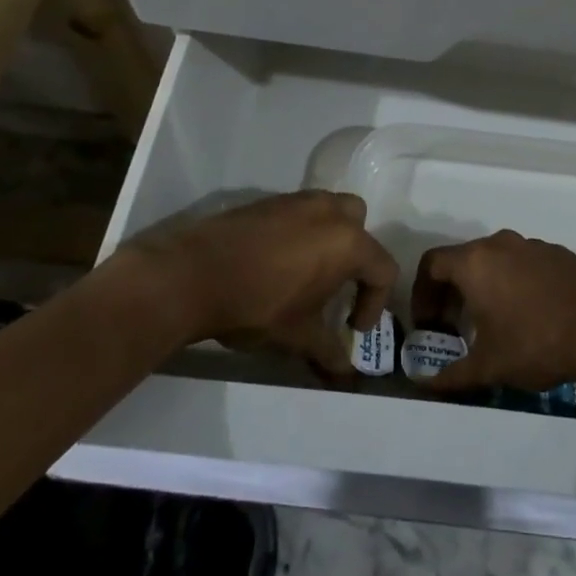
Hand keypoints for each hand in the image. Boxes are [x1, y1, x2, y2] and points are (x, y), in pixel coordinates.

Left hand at [125, 191, 396, 376]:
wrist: (193, 275)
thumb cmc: (257, 306)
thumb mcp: (298, 336)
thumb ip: (328, 351)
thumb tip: (345, 374)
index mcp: (348, 243)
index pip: (383, 269)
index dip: (375, 304)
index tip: (352, 328)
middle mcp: (330, 212)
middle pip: (360, 226)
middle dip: (356, 257)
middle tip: (337, 287)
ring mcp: (298, 201)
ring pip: (330, 211)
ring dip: (330, 239)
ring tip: (308, 273)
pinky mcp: (269, 200)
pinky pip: (300, 212)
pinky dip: (300, 232)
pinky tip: (277, 262)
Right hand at [409, 230, 575, 393]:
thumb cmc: (536, 343)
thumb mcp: (488, 367)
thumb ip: (451, 376)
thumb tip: (424, 386)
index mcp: (475, 262)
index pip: (431, 264)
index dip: (422, 294)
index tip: (428, 325)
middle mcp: (500, 244)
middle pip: (463, 260)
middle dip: (451, 293)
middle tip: (453, 327)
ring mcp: (533, 245)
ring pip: (495, 260)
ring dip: (484, 286)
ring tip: (491, 323)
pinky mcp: (558, 253)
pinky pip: (524, 263)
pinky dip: (514, 283)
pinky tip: (528, 314)